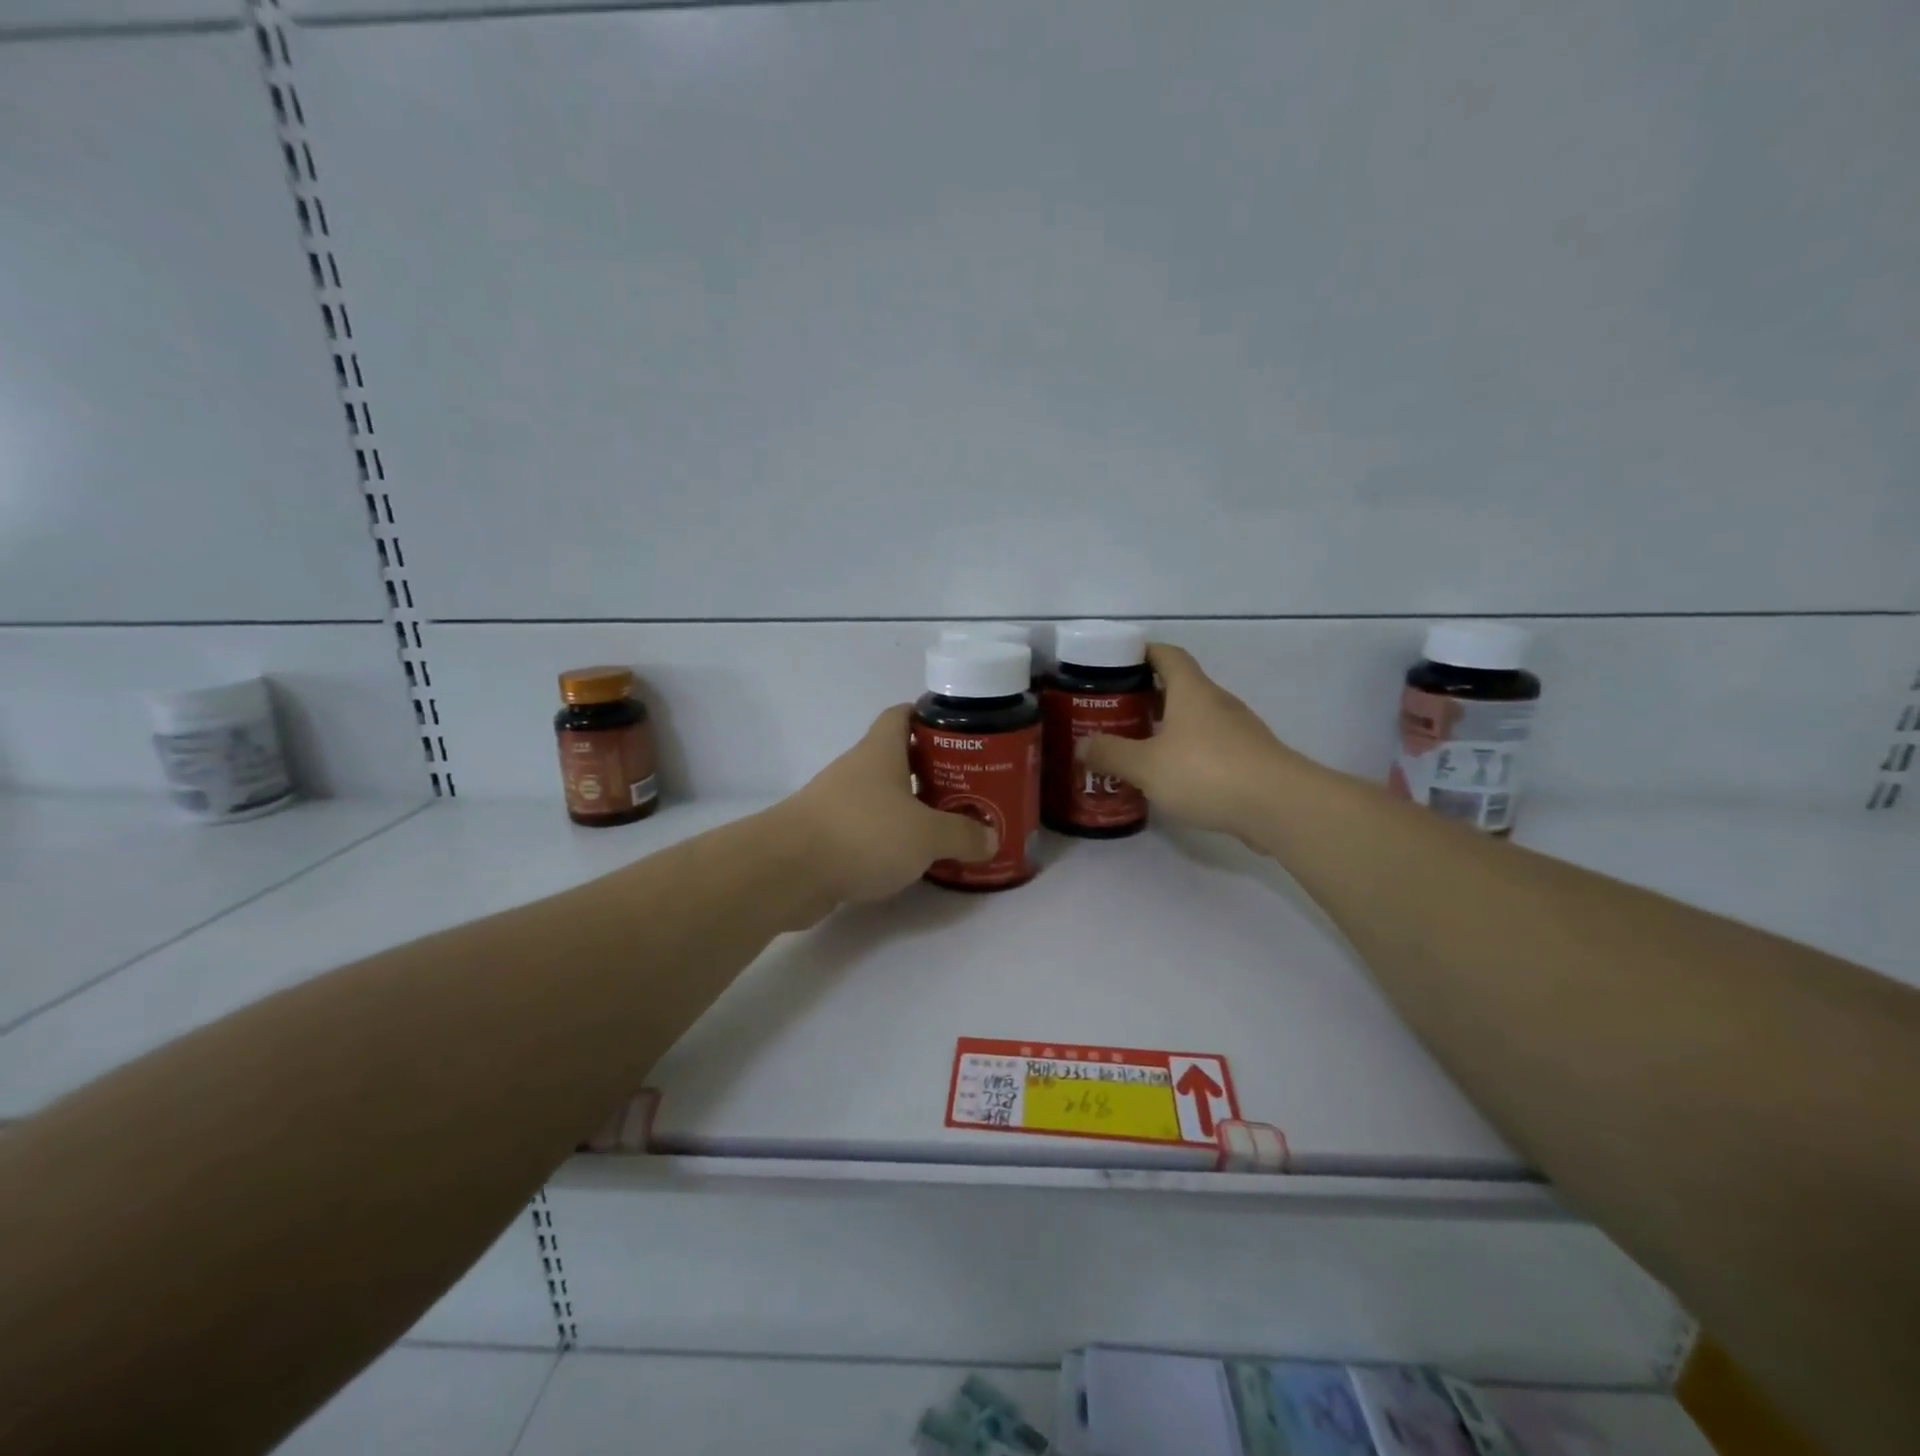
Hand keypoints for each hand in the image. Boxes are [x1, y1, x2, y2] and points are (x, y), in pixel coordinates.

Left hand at [774, 705, 997, 906]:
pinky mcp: (826, 836)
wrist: (788, 871)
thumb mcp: (926, 835)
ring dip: (910, 807)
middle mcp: (857, 769)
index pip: (902, 715)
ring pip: (882, 796)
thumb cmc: (863, 834)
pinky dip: (889, 837)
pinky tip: (910, 857)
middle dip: (931, 769)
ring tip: (946, 825)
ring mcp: (837, 802)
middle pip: (897, 757)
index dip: (929, 717)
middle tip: (967, 787)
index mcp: (880, 752)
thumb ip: (962, 835)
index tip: (959, 733)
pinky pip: (867, 828)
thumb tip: (990, 838)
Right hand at [1079, 644, 1306, 839]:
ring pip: (1196, 719)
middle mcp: (1217, 703)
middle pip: (1181, 687)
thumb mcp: (1146, 765)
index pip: (1167, 655)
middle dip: (1148, 695)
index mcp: (1192, 691)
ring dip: (1168, 727)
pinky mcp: (1250, 759)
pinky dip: (1188, 752)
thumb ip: (1111, 754)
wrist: (1279, 806)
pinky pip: (1211, 746)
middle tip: (1116, 712)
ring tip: (1138, 747)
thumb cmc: (1207, 772)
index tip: (1117, 662)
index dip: (1143, 653)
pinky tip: (1171, 776)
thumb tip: (1083, 745)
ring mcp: (1239, 731)